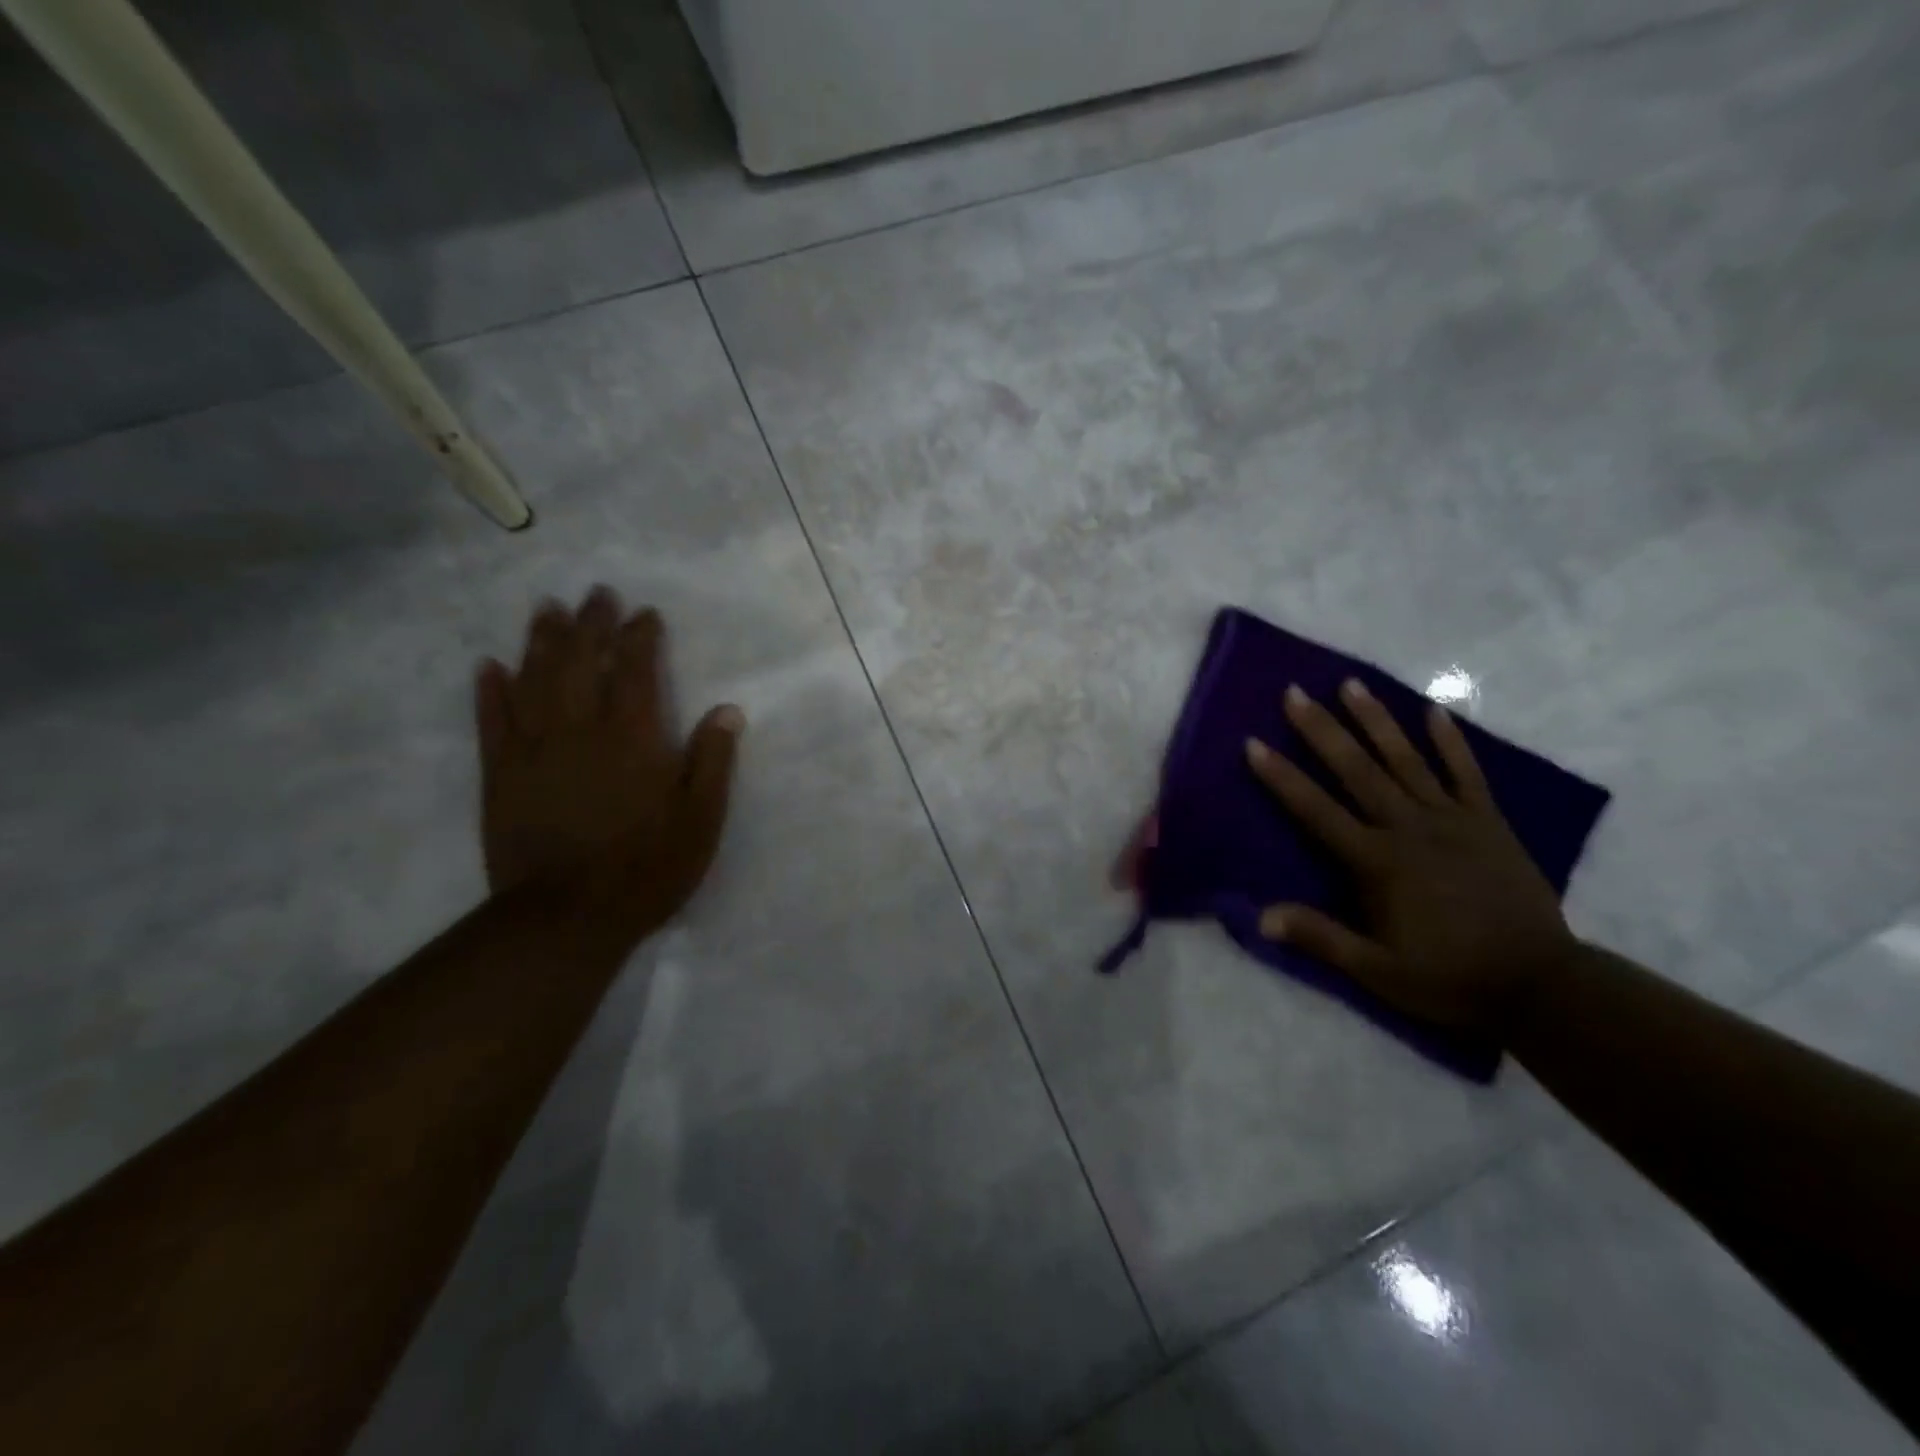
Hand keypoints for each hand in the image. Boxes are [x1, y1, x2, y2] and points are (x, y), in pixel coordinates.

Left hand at [474, 587, 742, 940]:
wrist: (567, 917)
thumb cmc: (646, 867)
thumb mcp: (701, 819)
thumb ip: (713, 761)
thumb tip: (727, 710)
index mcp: (632, 738)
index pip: (634, 670)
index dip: (640, 636)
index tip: (645, 613)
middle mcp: (580, 730)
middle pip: (581, 662)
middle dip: (590, 623)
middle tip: (595, 593)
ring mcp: (534, 750)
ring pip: (533, 680)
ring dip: (541, 640)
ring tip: (547, 609)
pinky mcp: (501, 775)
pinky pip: (491, 722)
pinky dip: (489, 690)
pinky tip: (489, 666)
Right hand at [1244, 680, 1577, 1035]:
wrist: (1542, 985)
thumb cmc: (1449, 978)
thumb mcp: (1378, 970)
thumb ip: (1321, 938)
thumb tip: (1260, 917)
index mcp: (1377, 862)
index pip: (1317, 810)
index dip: (1282, 777)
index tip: (1254, 744)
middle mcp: (1409, 828)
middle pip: (1357, 770)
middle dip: (1322, 729)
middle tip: (1294, 692)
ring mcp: (1453, 820)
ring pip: (1406, 760)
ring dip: (1375, 720)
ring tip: (1350, 683)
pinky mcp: (1489, 822)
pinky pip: (1467, 773)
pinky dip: (1451, 741)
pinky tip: (1434, 711)